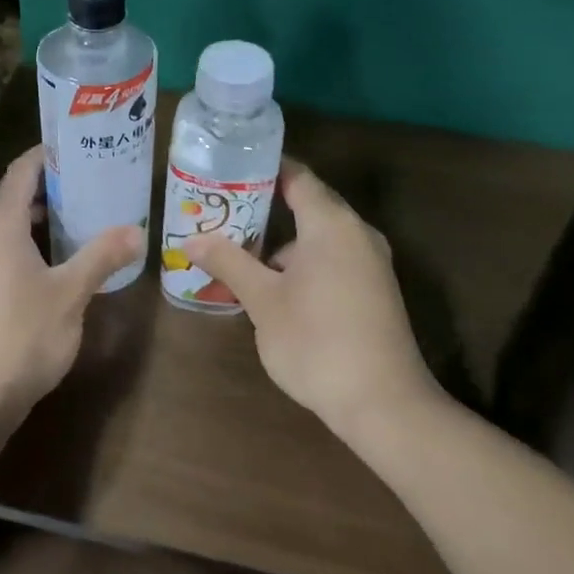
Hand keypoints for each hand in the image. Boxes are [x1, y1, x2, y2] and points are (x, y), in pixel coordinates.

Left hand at [0, 146, 143, 409]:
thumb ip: (102, 256)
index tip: (83, 147)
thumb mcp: (71, 293)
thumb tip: (137, 230)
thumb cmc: (22, 335)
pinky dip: (34, 244)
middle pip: (16, 195)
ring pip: (11, 226)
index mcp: (0, 225)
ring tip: (86, 217)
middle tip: (95, 183)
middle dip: (53, 186)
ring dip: (44, 218)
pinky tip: (63, 262)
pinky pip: (8, 251)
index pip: (21, 170)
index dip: (49, 154)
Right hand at [183, 160, 440, 436]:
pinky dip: (302, 262)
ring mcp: (371, 263)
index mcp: (332, 224)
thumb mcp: (263, 301)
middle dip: (265, 207)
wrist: (383, 404)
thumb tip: (191, 240)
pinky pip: (333, 259)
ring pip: (320, 237)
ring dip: (282, 242)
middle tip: (222, 211)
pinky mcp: (374, 290)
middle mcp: (358, 233)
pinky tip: (273, 287)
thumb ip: (229, 262)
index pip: (297, 176)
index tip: (228, 170)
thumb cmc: (316, 341)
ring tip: (238, 252)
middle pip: (309, 204)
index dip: (263, 169)